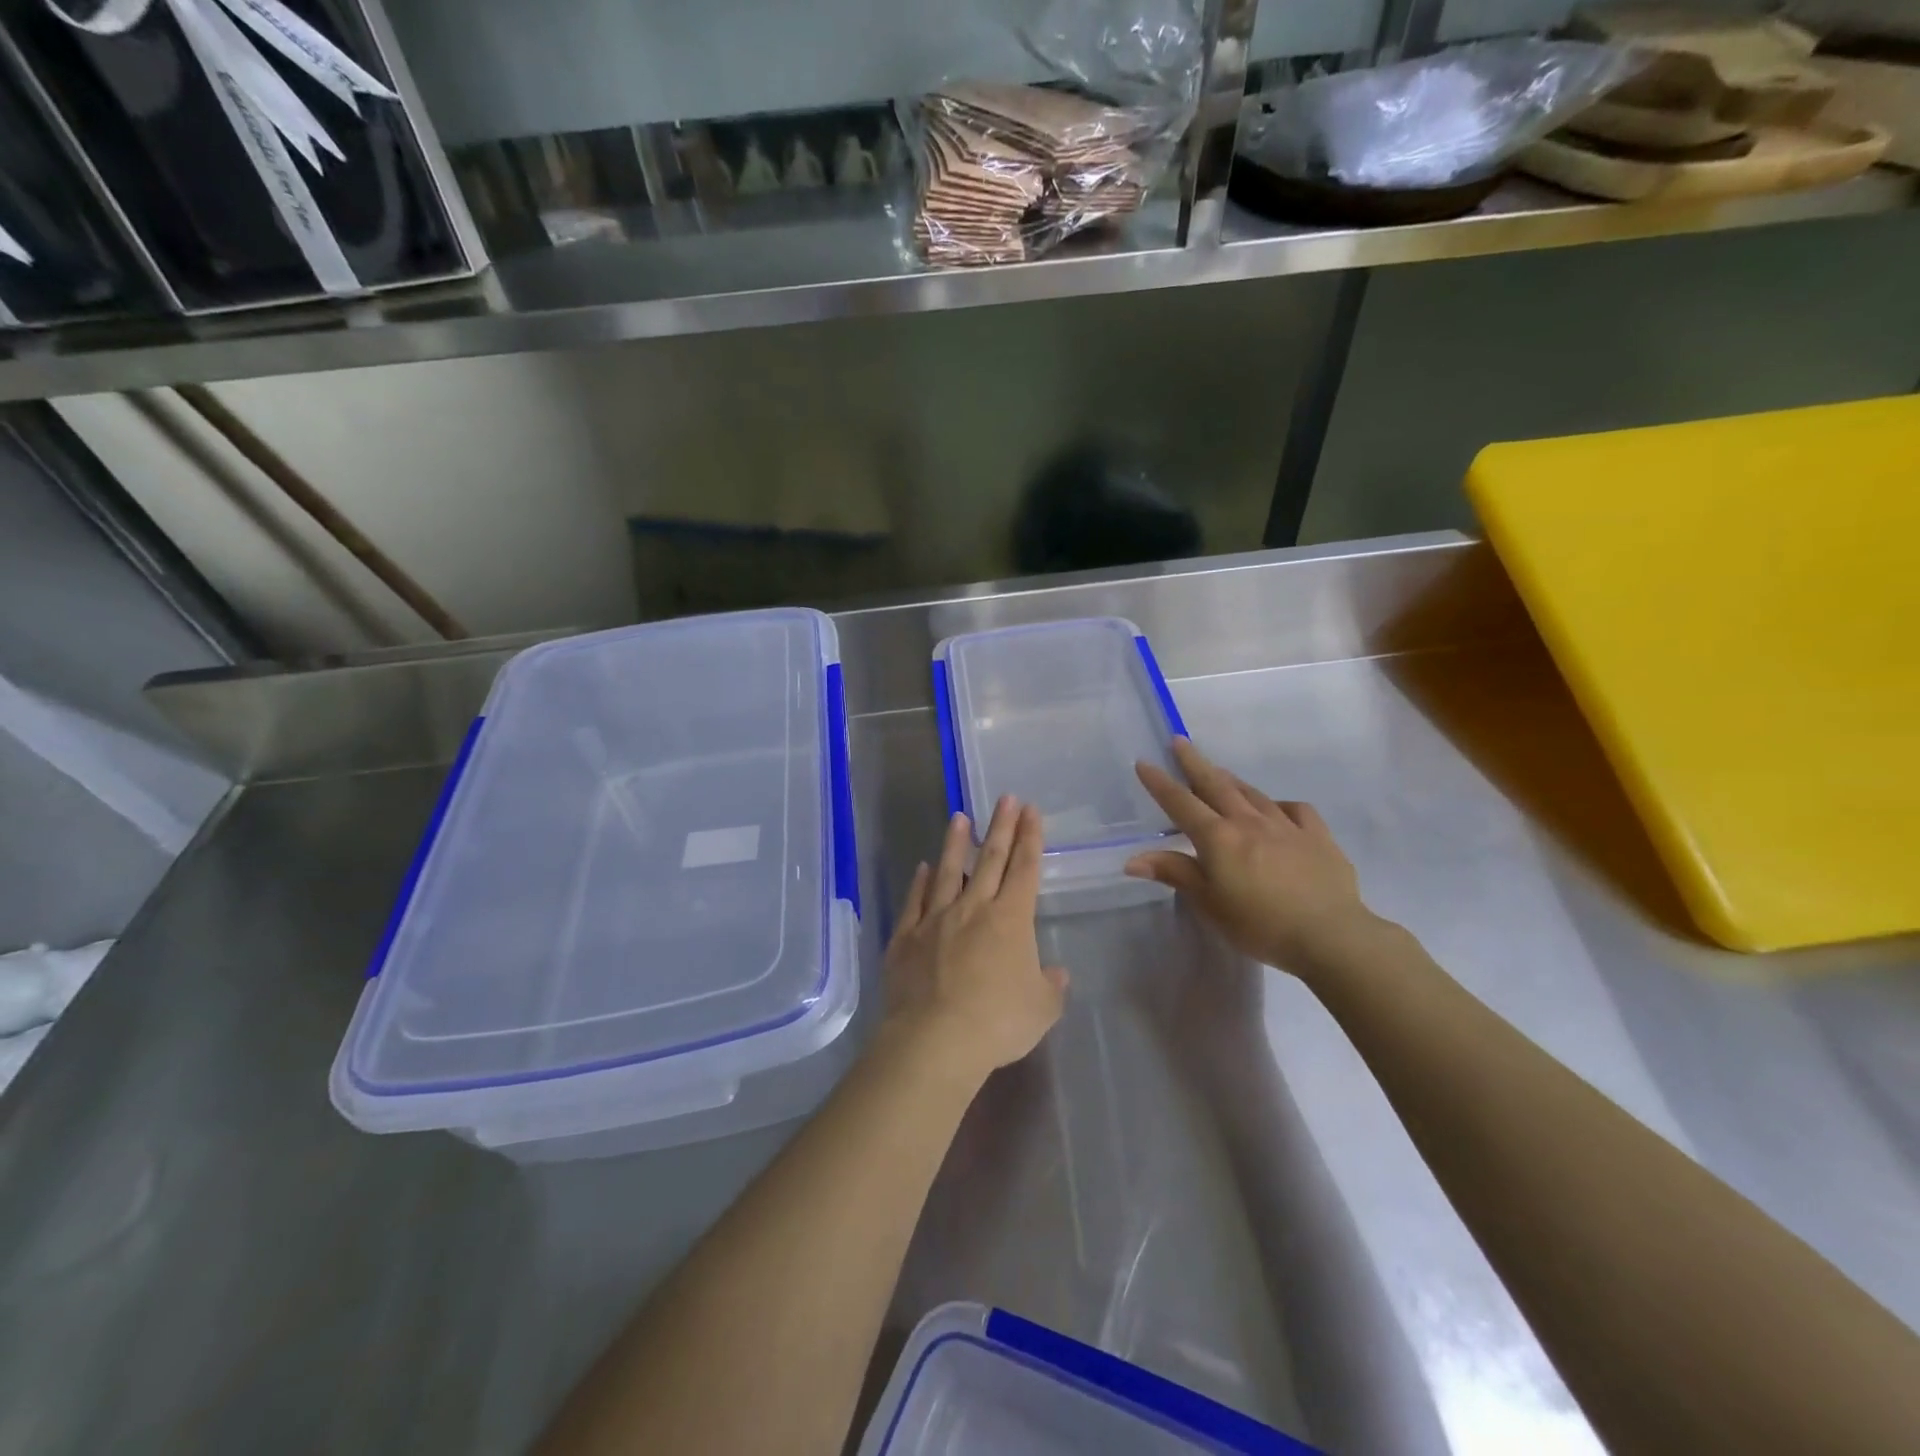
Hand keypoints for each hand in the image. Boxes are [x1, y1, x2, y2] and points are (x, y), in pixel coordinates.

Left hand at [883, 796, 1068, 1082]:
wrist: (935, 1039)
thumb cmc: (997, 1022)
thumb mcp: (1041, 1010)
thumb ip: (1050, 987)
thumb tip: (1056, 973)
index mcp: (1011, 919)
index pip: (1024, 868)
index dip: (1030, 838)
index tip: (1031, 811)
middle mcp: (973, 909)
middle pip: (990, 859)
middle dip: (1001, 826)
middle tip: (1005, 799)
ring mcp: (936, 919)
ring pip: (948, 871)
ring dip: (956, 843)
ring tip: (959, 817)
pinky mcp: (906, 937)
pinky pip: (915, 901)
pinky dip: (920, 882)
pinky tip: (923, 867)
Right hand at [1126, 738, 1384, 978]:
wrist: (1330, 935)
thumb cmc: (1259, 924)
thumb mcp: (1209, 904)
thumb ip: (1175, 874)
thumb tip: (1132, 859)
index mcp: (1218, 838)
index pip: (1181, 804)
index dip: (1160, 783)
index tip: (1144, 762)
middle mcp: (1249, 822)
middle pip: (1216, 785)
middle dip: (1194, 763)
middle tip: (1180, 742)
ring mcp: (1286, 826)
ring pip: (1253, 794)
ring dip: (1231, 780)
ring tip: (1219, 772)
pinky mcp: (1318, 837)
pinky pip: (1295, 810)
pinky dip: (1280, 805)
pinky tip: (1276, 809)